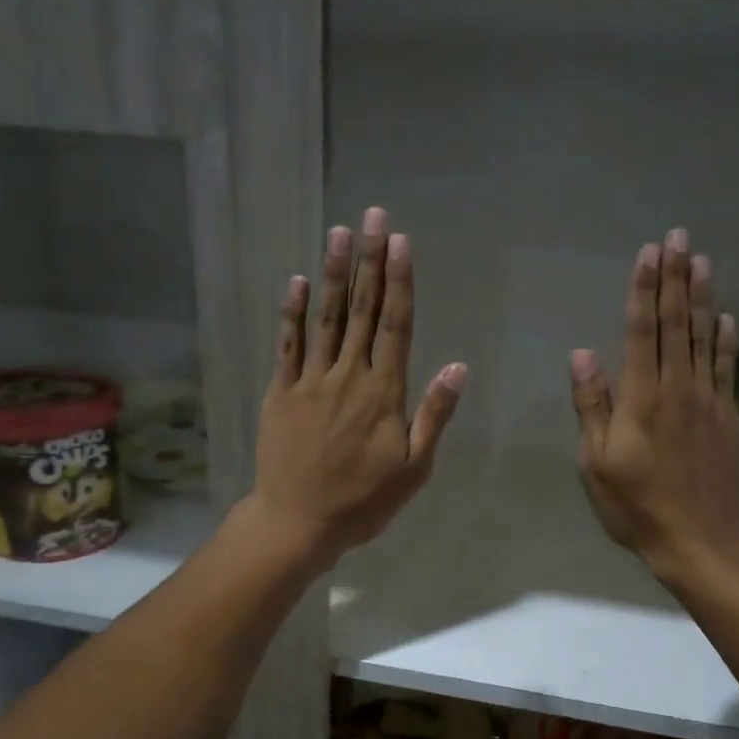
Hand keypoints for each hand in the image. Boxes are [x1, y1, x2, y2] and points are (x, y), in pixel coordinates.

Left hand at [249, 207, 466, 569]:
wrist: (299, 521)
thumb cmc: (363, 501)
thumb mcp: (414, 469)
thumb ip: (434, 415)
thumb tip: (457, 367)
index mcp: (384, 393)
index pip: (396, 326)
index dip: (399, 282)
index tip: (401, 242)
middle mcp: (348, 376)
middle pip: (362, 310)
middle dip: (369, 261)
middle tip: (373, 216)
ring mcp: (311, 381)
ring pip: (325, 319)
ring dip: (333, 274)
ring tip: (339, 232)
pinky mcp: (282, 392)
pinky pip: (288, 345)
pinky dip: (292, 313)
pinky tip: (296, 282)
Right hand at [570, 229, 738, 582]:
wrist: (701, 541)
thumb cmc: (637, 506)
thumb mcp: (596, 463)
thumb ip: (592, 407)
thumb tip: (583, 355)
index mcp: (642, 398)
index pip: (643, 331)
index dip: (644, 290)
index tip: (649, 252)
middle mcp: (679, 388)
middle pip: (677, 323)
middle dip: (676, 278)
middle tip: (679, 236)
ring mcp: (710, 401)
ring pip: (705, 338)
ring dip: (702, 297)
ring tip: (703, 261)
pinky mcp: (729, 418)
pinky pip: (728, 368)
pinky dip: (727, 340)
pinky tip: (727, 318)